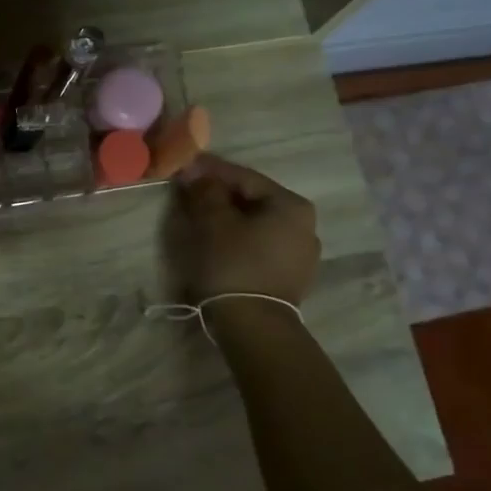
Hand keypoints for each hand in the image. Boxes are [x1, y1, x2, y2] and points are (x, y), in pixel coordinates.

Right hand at [165, 154, 320, 304]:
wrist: (253, 326)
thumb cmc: (233, 264)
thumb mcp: (212, 221)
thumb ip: (205, 191)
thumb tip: (197, 173)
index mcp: (291, 205)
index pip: (244, 177)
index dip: (210, 170)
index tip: (185, 165)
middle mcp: (306, 225)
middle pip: (254, 200)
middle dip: (221, 194)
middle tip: (190, 192)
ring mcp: (303, 254)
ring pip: (258, 224)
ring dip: (230, 218)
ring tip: (201, 218)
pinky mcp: (292, 277)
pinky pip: (261, 246)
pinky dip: (240, 239)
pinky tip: (219, 244)